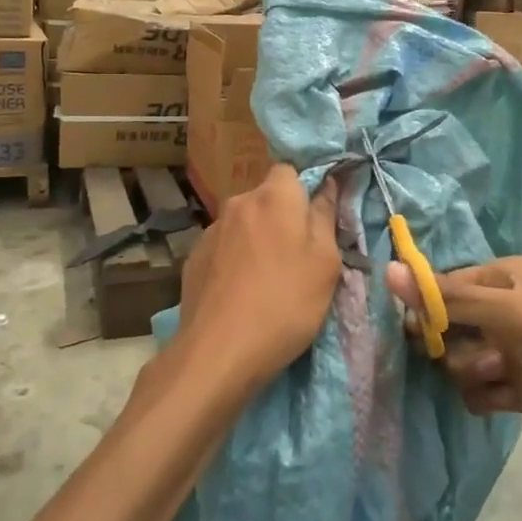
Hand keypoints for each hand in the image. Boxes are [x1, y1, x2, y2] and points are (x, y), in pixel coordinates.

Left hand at [173, 165, 342, 397]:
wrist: (219, 350)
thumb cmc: (286, 302)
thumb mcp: (325, 262)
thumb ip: (326, 215)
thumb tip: (328, 182)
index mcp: (275, 196)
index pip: (290, 170)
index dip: (305, 189)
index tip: (316, 219)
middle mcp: (239, 202)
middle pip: (267, 198)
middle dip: (282, 217)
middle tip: (298, 256)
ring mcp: (211, 229)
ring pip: (244, 223)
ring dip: (257, 239)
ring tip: (267, 279)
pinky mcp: (194, 257)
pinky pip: (224, 247)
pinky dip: (235, 260)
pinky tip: (241, 292)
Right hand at [387, 256, 521, 457]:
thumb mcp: (510, 313)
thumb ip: (449, 298)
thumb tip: (388, 271)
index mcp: (505, 277)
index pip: (446, 286)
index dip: (429, 309)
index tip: (420, 333)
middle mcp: (506, 308)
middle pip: (450, 325)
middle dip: (455, 345)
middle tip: (480, 356)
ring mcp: (513, 350)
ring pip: (462, 359)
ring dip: (472, 372)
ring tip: (501, 377)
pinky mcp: (520, 387)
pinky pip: (479, 389)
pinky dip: (484, 396)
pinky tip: (502, 400)